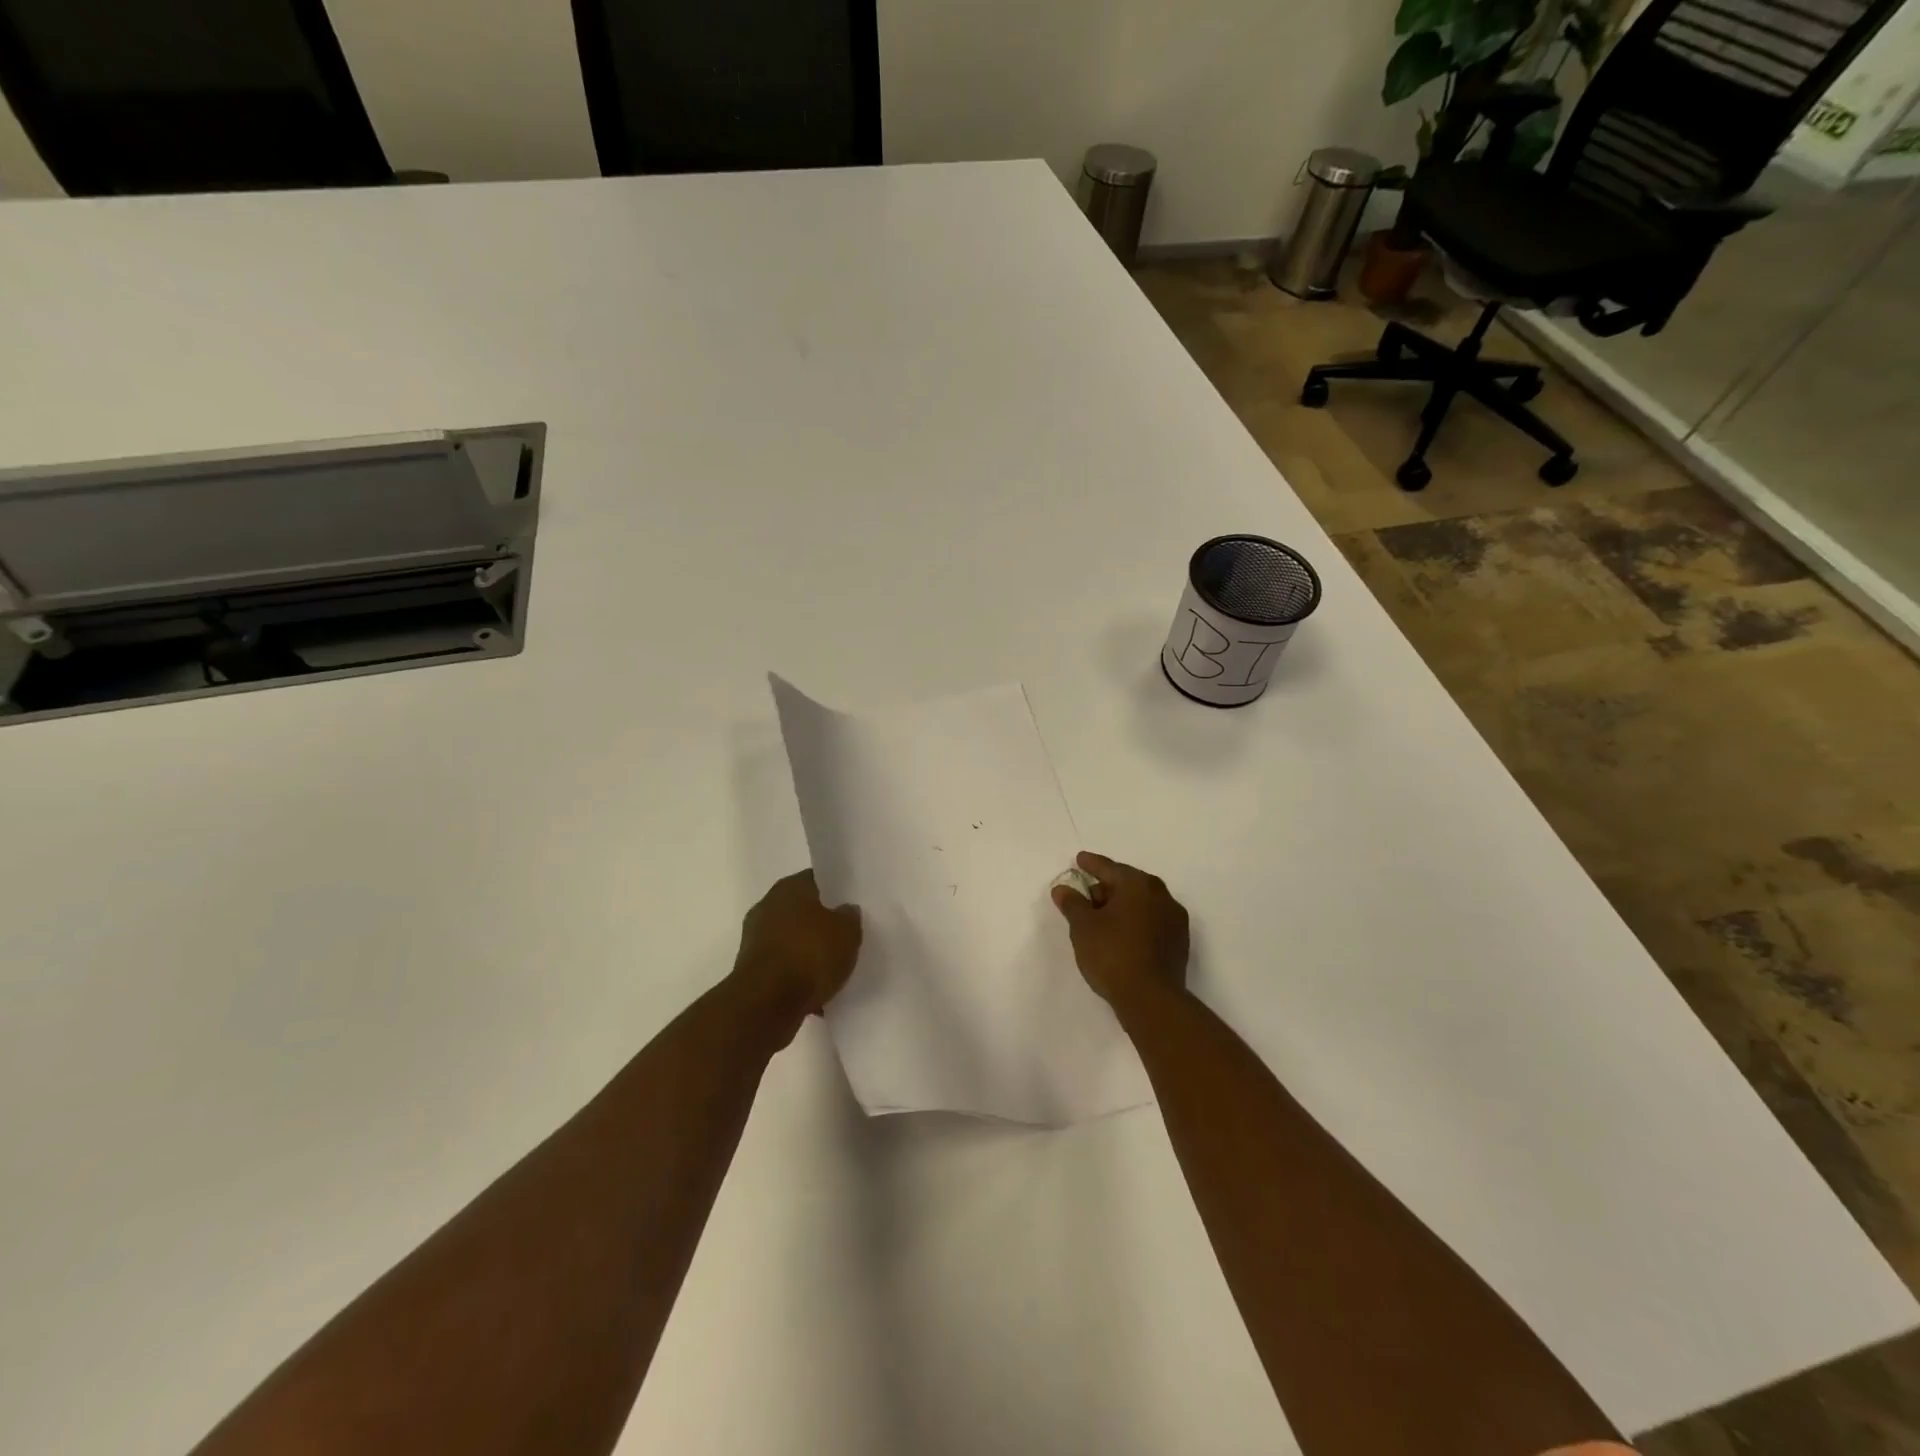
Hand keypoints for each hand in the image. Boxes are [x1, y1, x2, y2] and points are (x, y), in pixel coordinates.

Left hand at [730, 869, 862, 1031]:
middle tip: (846, 937)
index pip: (817, 880)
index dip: (836, 892)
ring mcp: (755, 939)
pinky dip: (797, 976)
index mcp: (789, 888)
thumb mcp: (847, 932)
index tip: (852, 905)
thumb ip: (850, 917)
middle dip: (821, 924)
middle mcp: (767, 907)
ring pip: (792, 941)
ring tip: (833, 968)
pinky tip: (817, 992)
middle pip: (803, 911)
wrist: (766, 1005)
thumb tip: (846, 910)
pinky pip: (783, 968)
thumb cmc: (809, 956)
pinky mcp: (751, 971)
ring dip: (808, 952)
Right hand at [1050, 851, 1188, 1007]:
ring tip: (1101, 919)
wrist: (1151, 999)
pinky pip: (1152, 921)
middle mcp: (1161, 896)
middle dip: (1107, 887)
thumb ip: (1072, 903)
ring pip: (1142, 903)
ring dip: (1122, 906)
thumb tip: (1063, 888)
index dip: (1091, 864)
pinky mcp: (1179, 943)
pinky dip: (1135, 922)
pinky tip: (1121, 935)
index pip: (1110, 868)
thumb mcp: (1083, 927)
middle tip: (1086, 896)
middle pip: (1128, 884)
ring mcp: (1174, 920)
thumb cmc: (1112, 954)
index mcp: (1138, 885)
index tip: (1080, 859)